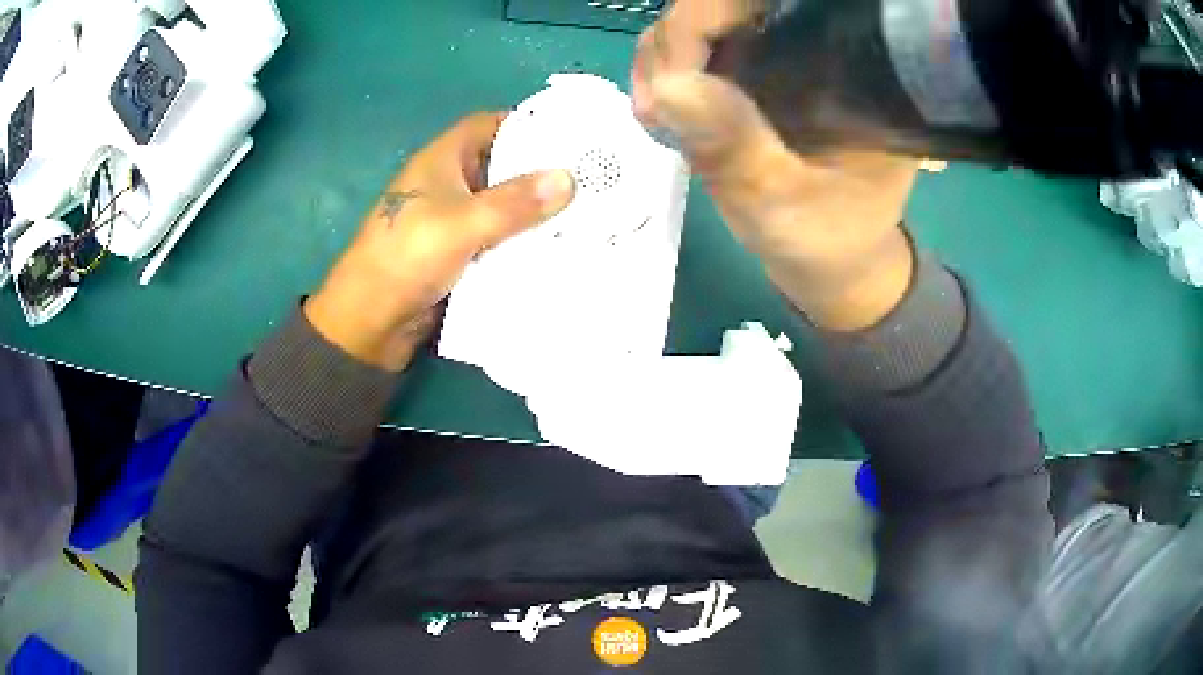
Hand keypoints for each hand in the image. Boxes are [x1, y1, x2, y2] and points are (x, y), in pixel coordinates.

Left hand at [305, 112, 574, 370]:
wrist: (370, 321)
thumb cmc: (408, 257)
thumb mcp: (463, 223)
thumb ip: (515, 202)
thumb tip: (568, 178)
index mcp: (441, 161)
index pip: (488, 125)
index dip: (525, 124)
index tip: (568, 134)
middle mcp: (448, 184)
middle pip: (500, 166)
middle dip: (539, 172)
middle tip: (590, 177)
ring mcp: (451, 221)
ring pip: (500, 206)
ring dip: (533, 212)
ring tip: (586, 213)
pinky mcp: (457, 254)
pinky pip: (496, 239)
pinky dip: (521, 242)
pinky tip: (557, 249)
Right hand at [632, 0, 918, 330]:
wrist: (833, 258)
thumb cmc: (826, 235)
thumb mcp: (783, 203)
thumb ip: (736, 150)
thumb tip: (667, 84)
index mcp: (847, 63)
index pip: (766, 4)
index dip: (706, 18)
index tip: (672, 76)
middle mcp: (814, 44)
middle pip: (726, 6)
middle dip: (675, 41)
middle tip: (653, 106)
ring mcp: (781, 53)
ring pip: (704, 22)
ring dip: (662, 57)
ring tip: (652, 113)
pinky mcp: (758, 69)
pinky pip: (698, 48)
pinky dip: (666, 70)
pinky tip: (660, 108)